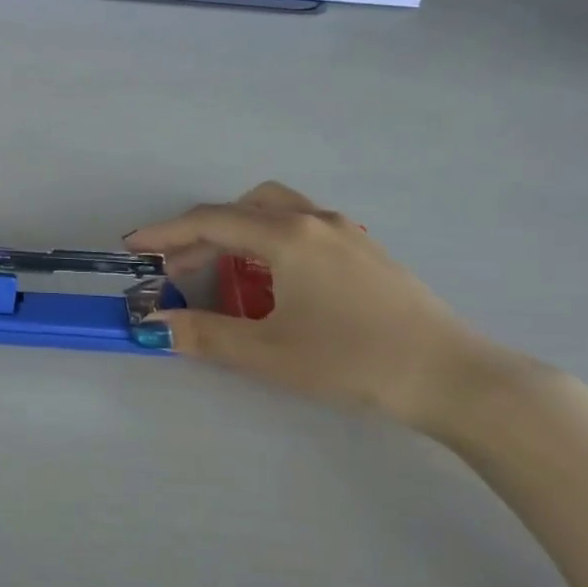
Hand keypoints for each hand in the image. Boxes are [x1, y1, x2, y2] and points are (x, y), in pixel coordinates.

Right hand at [125, 184, 508, 430]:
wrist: (456, 378)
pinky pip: (303, 227)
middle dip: (202, 234)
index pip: (210, 222)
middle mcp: (315, 221)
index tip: (132, 246)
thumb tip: (153, 324)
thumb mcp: (269, 354)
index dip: (165, 234)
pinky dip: (270, 241)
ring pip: (276, 211)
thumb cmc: (354, 361)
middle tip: (179, 271)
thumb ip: (204, 335)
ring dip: (239, 232)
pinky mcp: (367, 250)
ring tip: (225, 272)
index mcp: (288, 237)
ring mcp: (347, 232)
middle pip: (242, 208)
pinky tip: (276, 282)